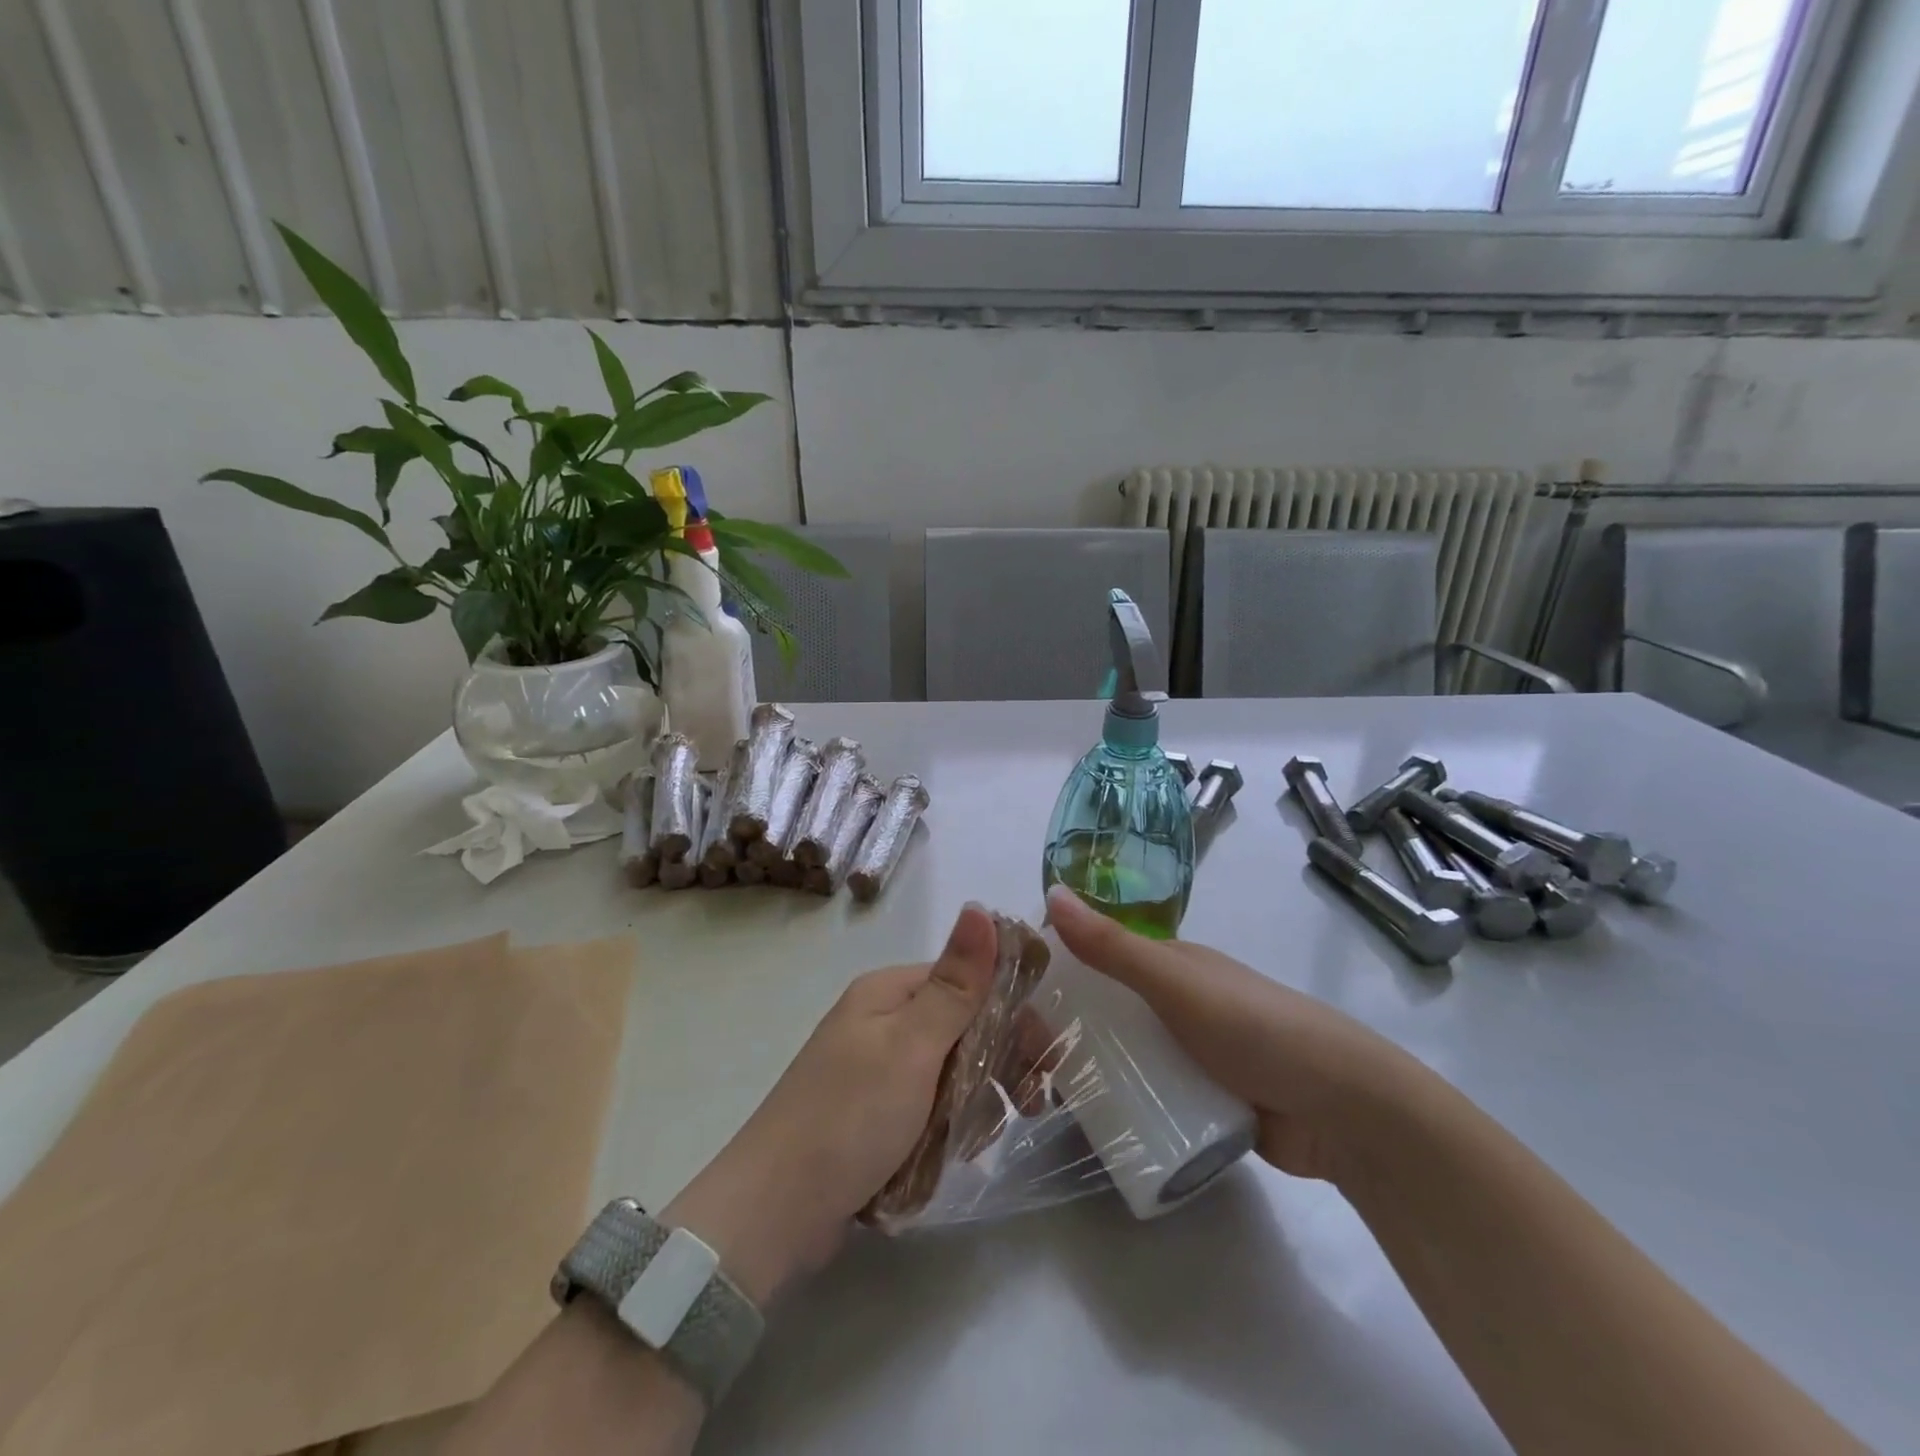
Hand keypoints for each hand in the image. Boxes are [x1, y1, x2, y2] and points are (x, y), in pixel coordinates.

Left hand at [662, 905, 997, 1303]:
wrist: (773, 1213)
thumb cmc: (850, 1117)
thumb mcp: (912, 1046)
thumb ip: (956, 983)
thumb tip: (981, 906)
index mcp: (889, 992)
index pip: (969, 981)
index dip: (1011, 1012)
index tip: (1044, 1058)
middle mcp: (883, 1021)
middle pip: (963, 1027)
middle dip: (999, 1063)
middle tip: (1029, 1105)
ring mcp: (876, 1069)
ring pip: (951, 1071)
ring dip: (976, 1100)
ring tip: (980, 1139)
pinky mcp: (872, 1114)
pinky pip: (928, 1108)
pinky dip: (947, 1127)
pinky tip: (955, 1153)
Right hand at [1044, 884, 1422, 1184]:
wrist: (1344, 1110)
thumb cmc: (1255, 1029)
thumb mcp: (1177, 983)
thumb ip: (1113, 946)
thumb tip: (1052, 893)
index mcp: (1169, 964)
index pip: (1096, 960)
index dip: (1054, 976)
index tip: (1012, 1008)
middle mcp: (1175, 1004)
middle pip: (1104, 1013)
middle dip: (1062, 1032)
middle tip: (1022, 1069)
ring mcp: (1190, 1055)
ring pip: (1122, 1058)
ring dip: (1085, 1073)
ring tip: (1041, 1103)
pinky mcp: (1203, 1102)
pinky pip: (1147, 1098)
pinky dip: (1119, 1106)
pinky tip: (1088, 1126)